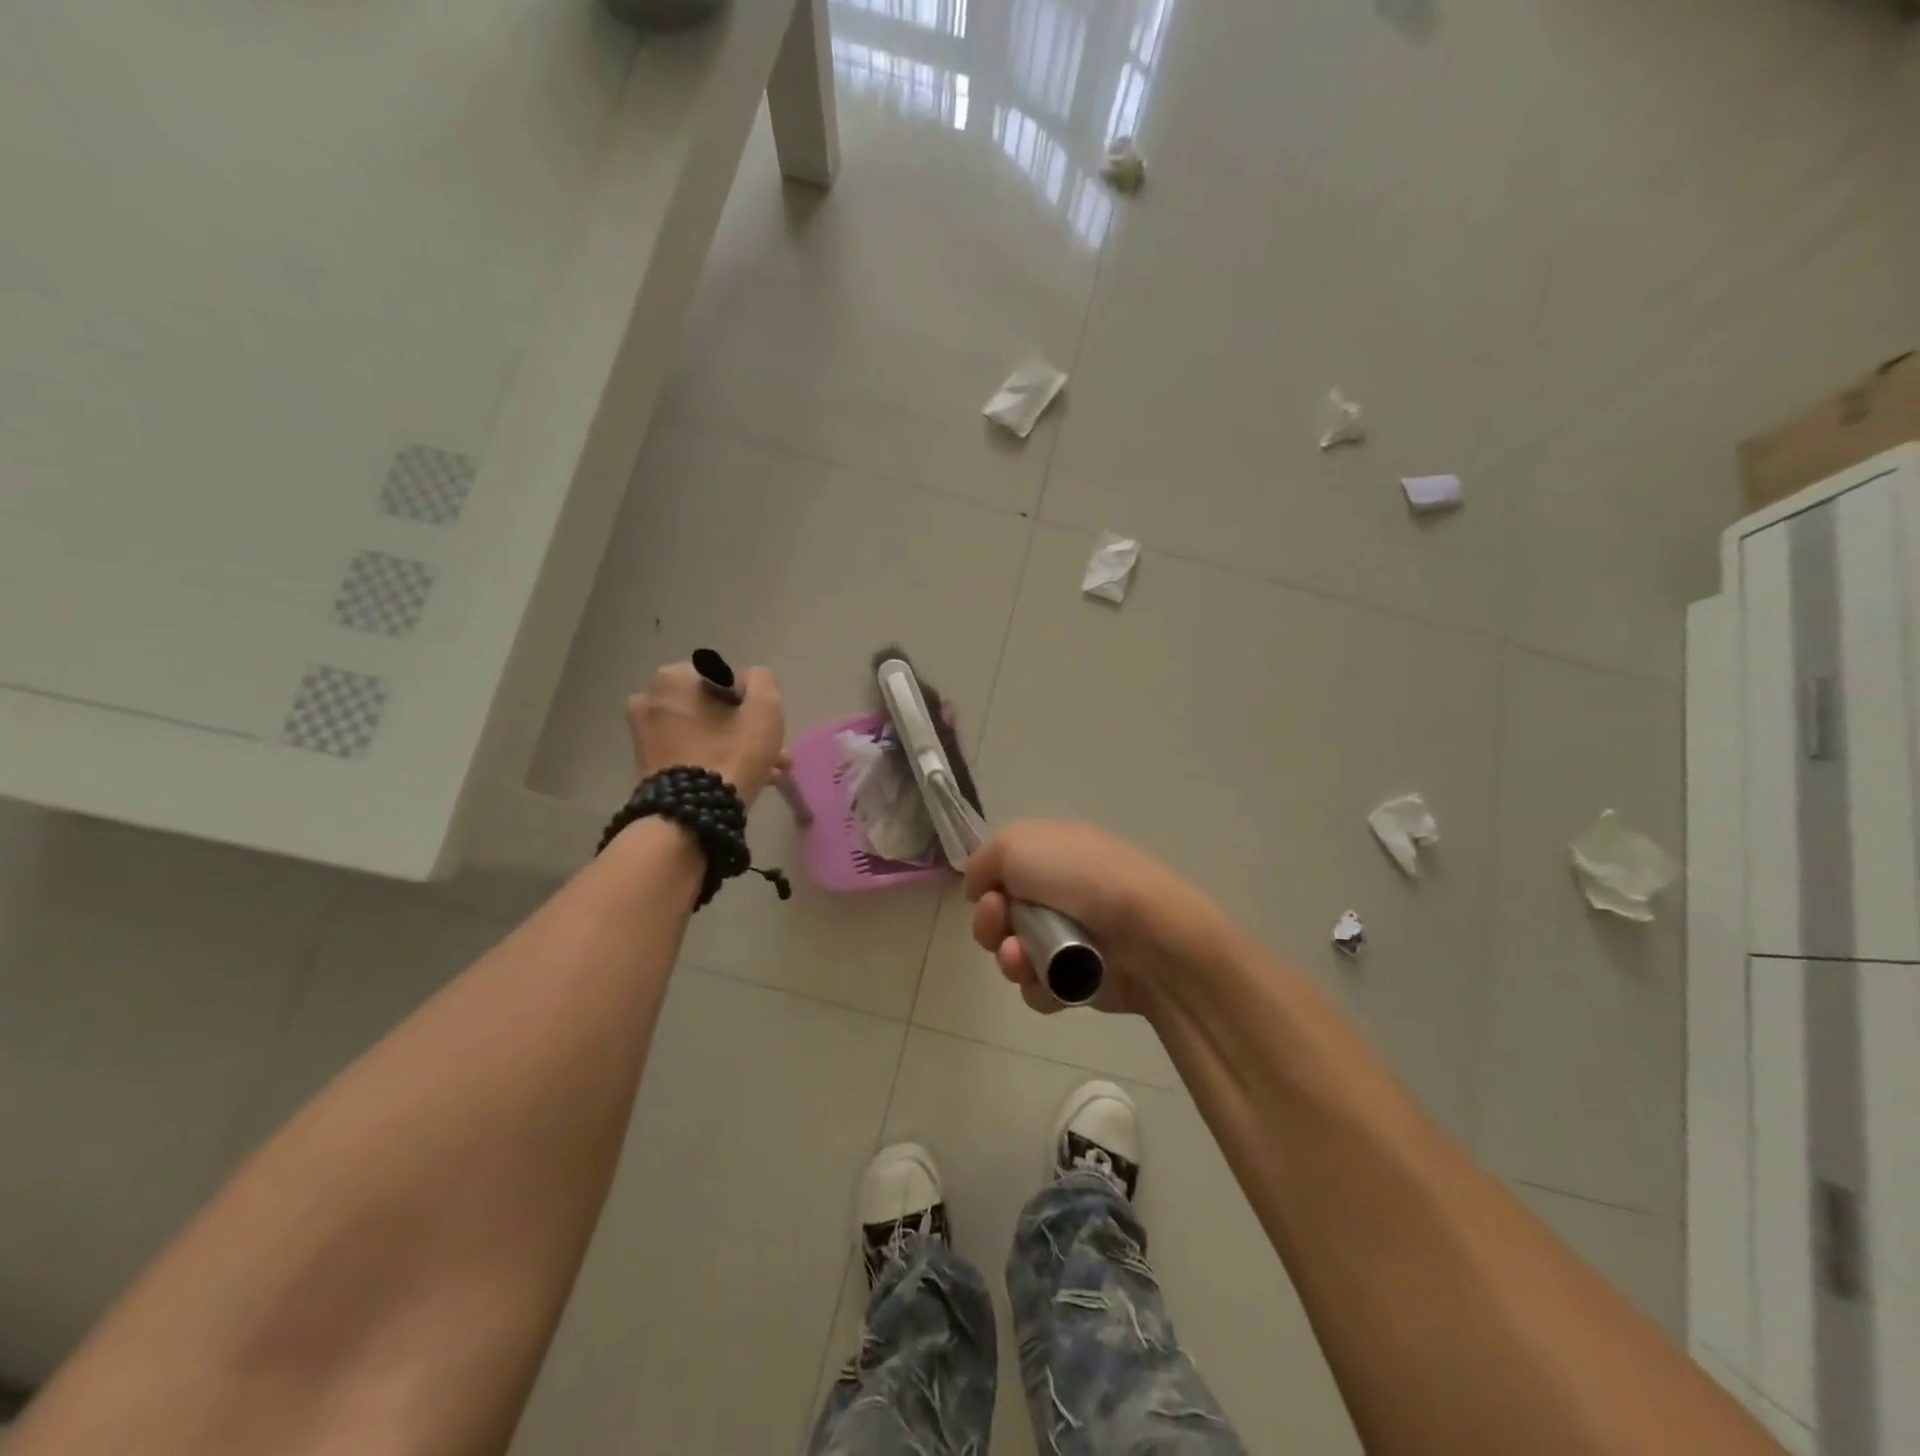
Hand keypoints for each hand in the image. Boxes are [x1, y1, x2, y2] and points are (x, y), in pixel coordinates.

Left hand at [626, 662, 788, 806]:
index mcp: (673, 678)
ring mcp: (645, 733)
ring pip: (706, 731)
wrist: (692, 815)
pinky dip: (717, 759)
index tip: (770, 725)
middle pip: (715, 707)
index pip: (728, 677)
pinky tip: (748, 780)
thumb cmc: (731, 753)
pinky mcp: (649, 763)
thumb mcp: (764, 709)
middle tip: (775, 751)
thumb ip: (763, 681)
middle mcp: (651, 698)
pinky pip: (692, 751)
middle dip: (747, 728)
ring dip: (738, 746)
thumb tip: (753, 681)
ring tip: (770, 771)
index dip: (754, 700)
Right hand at [962, 820, 1232, 1018]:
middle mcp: (1062, 892)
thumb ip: (983, 861)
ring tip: (1024, 959)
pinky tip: (1052, 982)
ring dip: (1011, 959)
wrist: (1146, 933)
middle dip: (990, 924)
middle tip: (999, 925)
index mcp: (1054, 852)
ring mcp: (1074, 937)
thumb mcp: (1017, 844)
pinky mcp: (1082, 979)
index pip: (1004, 869)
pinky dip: (1039, 986)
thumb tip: (978, 889)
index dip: (987, 884)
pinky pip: (1040, 988)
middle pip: (1003, 916)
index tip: (984, 894)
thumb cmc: (1081, 877)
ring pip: (1016, 955)